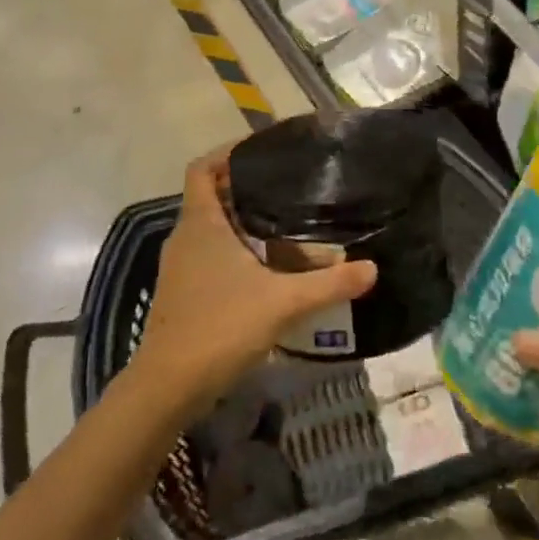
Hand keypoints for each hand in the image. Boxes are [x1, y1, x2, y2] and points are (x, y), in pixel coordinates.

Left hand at [130, 145, 376, 416]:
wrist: (167, 388)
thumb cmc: (219, 326)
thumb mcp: (282, 302)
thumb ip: (329, 284)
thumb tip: (372, 268)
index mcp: (200, 223)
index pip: (202, 168)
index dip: (226, 153)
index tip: (261, 151)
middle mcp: (185, 237)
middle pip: (211, 197)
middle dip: (246, 190)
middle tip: (288, 188)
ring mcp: (181, 267)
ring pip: (212, 230)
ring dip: (242, 224)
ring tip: (285, 225)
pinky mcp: (183, 293)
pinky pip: (210, 256)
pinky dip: (235, 252)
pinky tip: (267, 271)